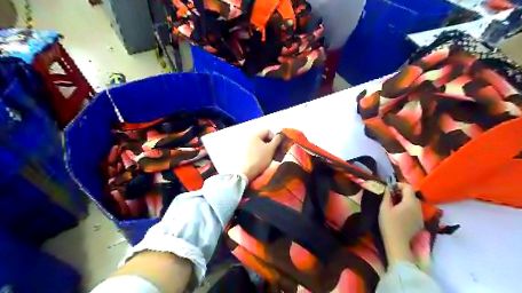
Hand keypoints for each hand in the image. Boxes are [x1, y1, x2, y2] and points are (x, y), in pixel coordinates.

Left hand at [239, 129, 281, 181]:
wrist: (246, 172)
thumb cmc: (260, 159)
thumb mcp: (271, 149)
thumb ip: (277, 140)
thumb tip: (280, 134)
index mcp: (255, 135)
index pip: (267, 131)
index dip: (274, 137)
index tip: (277, 146)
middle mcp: (248, 138)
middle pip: (263, 137)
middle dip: (270, 144)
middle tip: (274, 152)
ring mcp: (245, 145)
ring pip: (259, 144)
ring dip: (265, 148)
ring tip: (268, 157)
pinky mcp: (244, 152)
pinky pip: (254, 149)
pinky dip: (259, 152)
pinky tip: (261, 159)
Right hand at [380, 184, 422, 266]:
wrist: (397, 243)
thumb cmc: (389, 224)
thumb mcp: (384, 208)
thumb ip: (387, 195)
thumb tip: (388, 188)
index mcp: (410, 202)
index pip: (408, 187)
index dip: (398, 185)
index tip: (389, 188)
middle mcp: (418, 207)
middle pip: (411, 194)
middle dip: (401, 192)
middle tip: (390, 196)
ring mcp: (420, 215)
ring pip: (414, 203)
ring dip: (405, 200)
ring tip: (394, 204)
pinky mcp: (420, 222)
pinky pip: (415, 210)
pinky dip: (408, 208)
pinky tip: (400, 214)